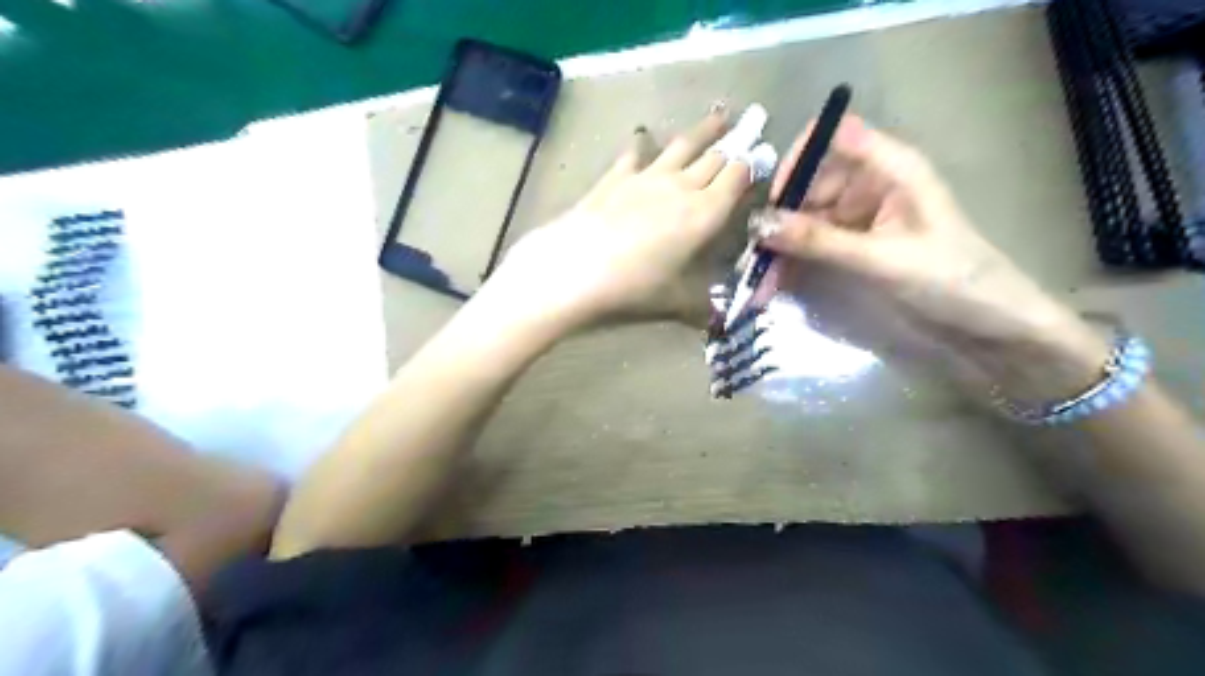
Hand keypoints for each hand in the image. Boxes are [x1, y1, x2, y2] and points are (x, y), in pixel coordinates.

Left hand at [495, 109, 776, 330]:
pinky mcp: (615, 177)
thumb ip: (701, 308)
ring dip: (704, 130)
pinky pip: (635, 154)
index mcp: (705, 214)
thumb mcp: (674, 303)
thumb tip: (718, 321)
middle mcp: (682, 187)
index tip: (763, 159)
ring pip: (683, 145)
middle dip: (735, 144)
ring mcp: (646, 177)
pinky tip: (643, 137)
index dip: (752, 168)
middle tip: (750, 128)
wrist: (574, 269)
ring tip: (720, 114)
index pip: (737, 180)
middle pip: (715, 157)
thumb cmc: (633, 288)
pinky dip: (643, 144)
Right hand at [756, 116, 1103, 400]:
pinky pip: (812, 247)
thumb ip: (821, 241)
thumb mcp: (883, 260)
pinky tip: (772, 288)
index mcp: (891, 169)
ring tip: (756, 285)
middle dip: (779, 219)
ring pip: (805, 221)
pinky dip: (791, 265)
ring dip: (779, 249)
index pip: (833, 137)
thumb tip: (759, 223)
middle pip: (811, 184)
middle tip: (753, 258)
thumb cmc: (953, 282)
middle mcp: (871, 186)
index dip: (799, 160)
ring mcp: (861, 219)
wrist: (992, 329)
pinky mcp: (854, 248)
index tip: (774, 201)